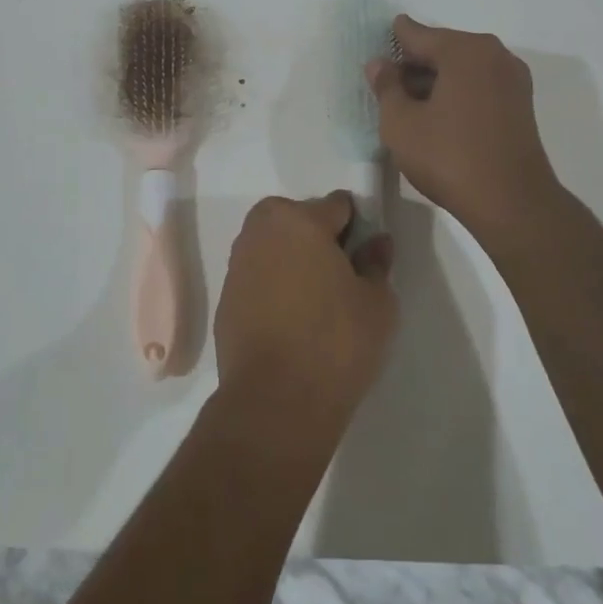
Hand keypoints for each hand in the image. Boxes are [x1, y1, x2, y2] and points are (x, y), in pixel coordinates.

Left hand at [213, 192, 396, 437]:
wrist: (275, 399)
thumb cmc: (336, 342)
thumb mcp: (377, 303)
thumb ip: (376, 263)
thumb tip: (377, 241)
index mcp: (300, 221)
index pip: (336, 204)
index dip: (356, 224)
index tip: (365, 253)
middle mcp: (262, 231)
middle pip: (295, 216)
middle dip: (315, 233)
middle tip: (338, 272)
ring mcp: (238, 263)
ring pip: (271, 243)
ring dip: (291, 256)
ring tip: (315, 296)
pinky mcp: (226, 296)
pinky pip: (256, 273)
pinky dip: (272, 282)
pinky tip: (290, 316)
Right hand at [367, 14, 563, 243]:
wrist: (511, 203)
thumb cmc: (448, 157)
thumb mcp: (400, 123)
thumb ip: (386, 87)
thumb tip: (380, 64)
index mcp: (465, 50)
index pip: (417, 34)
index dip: (392, 41)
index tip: (374, 49)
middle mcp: (494, 55)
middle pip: (442, 49)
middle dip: (413, 64)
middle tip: (386, 85)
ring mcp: (512, 80)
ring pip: (461, 69)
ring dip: (434, 81)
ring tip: (407, 104)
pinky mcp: (519, 105)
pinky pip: (478, 86)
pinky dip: (455, 93)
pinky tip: (435, 116)